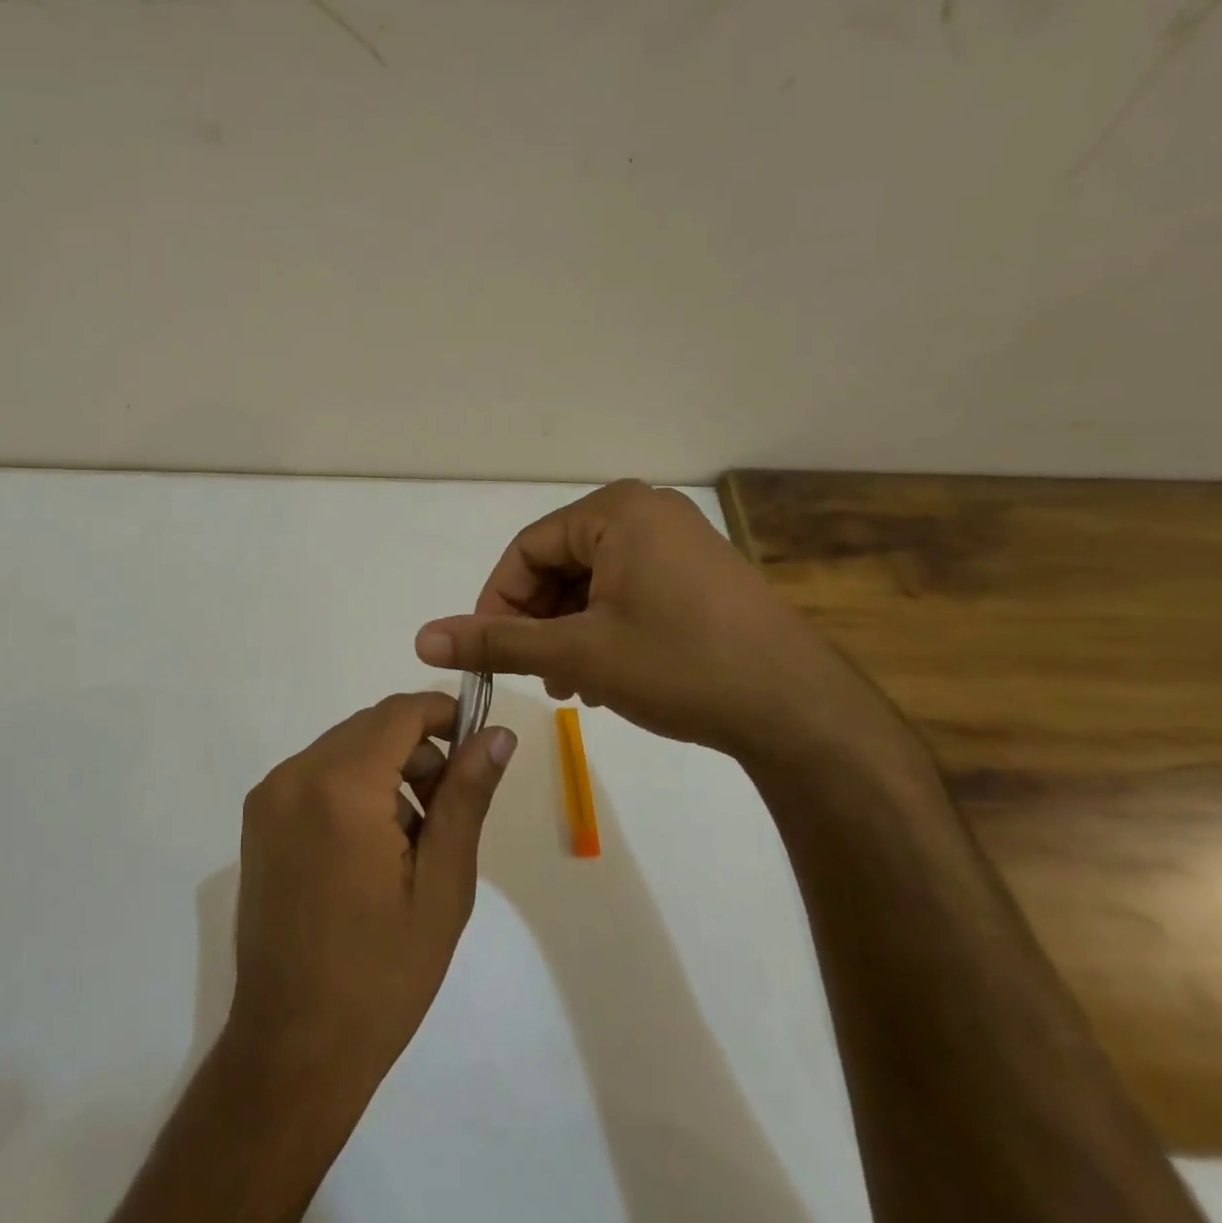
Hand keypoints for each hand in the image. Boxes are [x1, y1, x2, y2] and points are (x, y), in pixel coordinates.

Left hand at [228, 692, 517, 1093]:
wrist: (294, 1047)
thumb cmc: (382, 974)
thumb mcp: (442, 885)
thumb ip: (467, 796)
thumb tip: (498, 734)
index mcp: (340, 787)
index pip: (400, 713)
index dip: (444, 715)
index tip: (476, 748)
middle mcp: (294, 775)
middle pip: (370, 727)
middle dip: (417, 750)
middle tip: (448, 810)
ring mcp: (268, 796)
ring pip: (343, 749)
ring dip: (385, 770)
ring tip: (412, 839)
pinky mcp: (257, 819)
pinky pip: (316, 774)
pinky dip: (352, 787)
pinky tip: (370, 847)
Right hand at [414, 480, 866, 758]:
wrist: (800, 711)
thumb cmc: (679, 665)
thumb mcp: (576, 653)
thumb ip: (495, 642)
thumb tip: (422, 638)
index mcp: (616, 511)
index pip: (527, 550)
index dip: (498, 602)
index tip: (489, 653)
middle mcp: (647, 513)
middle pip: (559, 564)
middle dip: (538, 622)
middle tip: (535, 675)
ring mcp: (679, 543)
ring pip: (592, 583)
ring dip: (568, 632)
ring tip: (571, 685)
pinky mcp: (699, 575)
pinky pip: (627, 591)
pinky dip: (603, 630)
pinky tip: (605, 677)